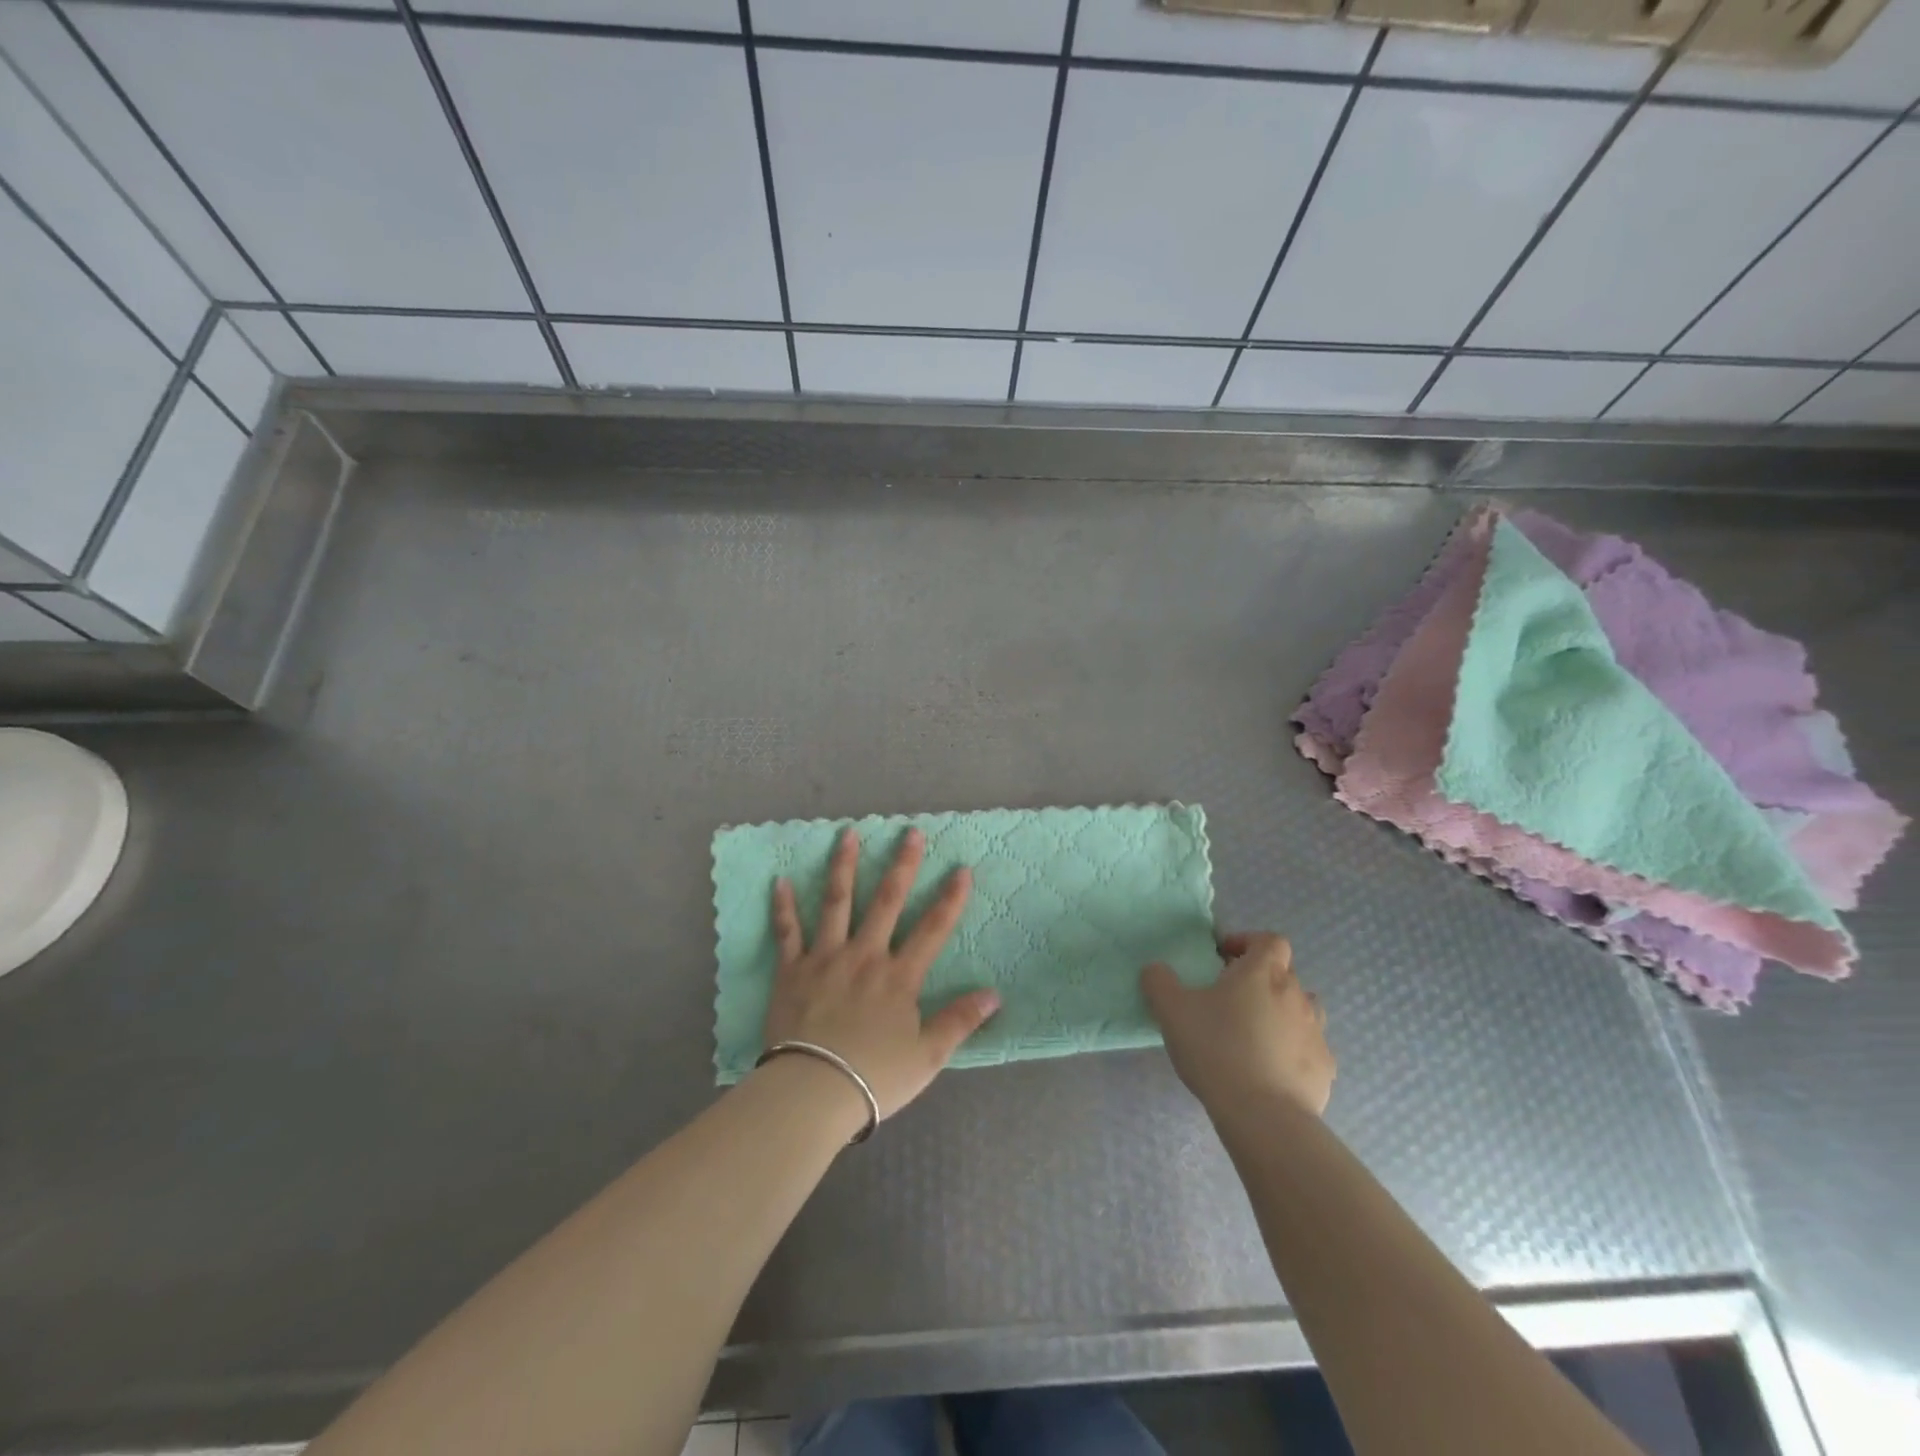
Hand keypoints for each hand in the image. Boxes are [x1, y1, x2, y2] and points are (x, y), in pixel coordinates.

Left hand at [762, 827, 999, 1121]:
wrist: (812, 1091)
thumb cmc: (873, 1076)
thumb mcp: (927, 1056)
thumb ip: (959, 1021)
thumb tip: (994, 994)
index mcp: (899, 976)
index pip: (933, 929)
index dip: (950, 898)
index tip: (962, 868)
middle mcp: (865, 955)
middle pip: (887, 901)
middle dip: (902, 865)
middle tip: (910, 832)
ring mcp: (826, 958)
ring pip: (837, 902)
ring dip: (844, 866)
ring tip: (848, 834)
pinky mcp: (792, 970)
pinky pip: (787, 932)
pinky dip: (783, 906)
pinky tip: (780, 880)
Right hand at [1142, 933, 1333, 1116]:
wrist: (1263, 1115)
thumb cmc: (1216, 1049)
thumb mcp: (1171, 1010)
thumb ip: (1159, 981)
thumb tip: (1156, 969)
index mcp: (1262, 972)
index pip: (1269, 940)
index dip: (1248, 942)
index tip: (1224, 958)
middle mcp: (1296, 994)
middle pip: (1284, 973)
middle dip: (1260, 980)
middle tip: (1230, 1000)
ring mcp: (1315, 1031)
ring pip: (1302, 1009)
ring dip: (1281, 1012)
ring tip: (1254, 1033)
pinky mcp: (1325, 1067)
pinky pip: (1309, 1047)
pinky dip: (1292, 1050)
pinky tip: (1270, 1069)